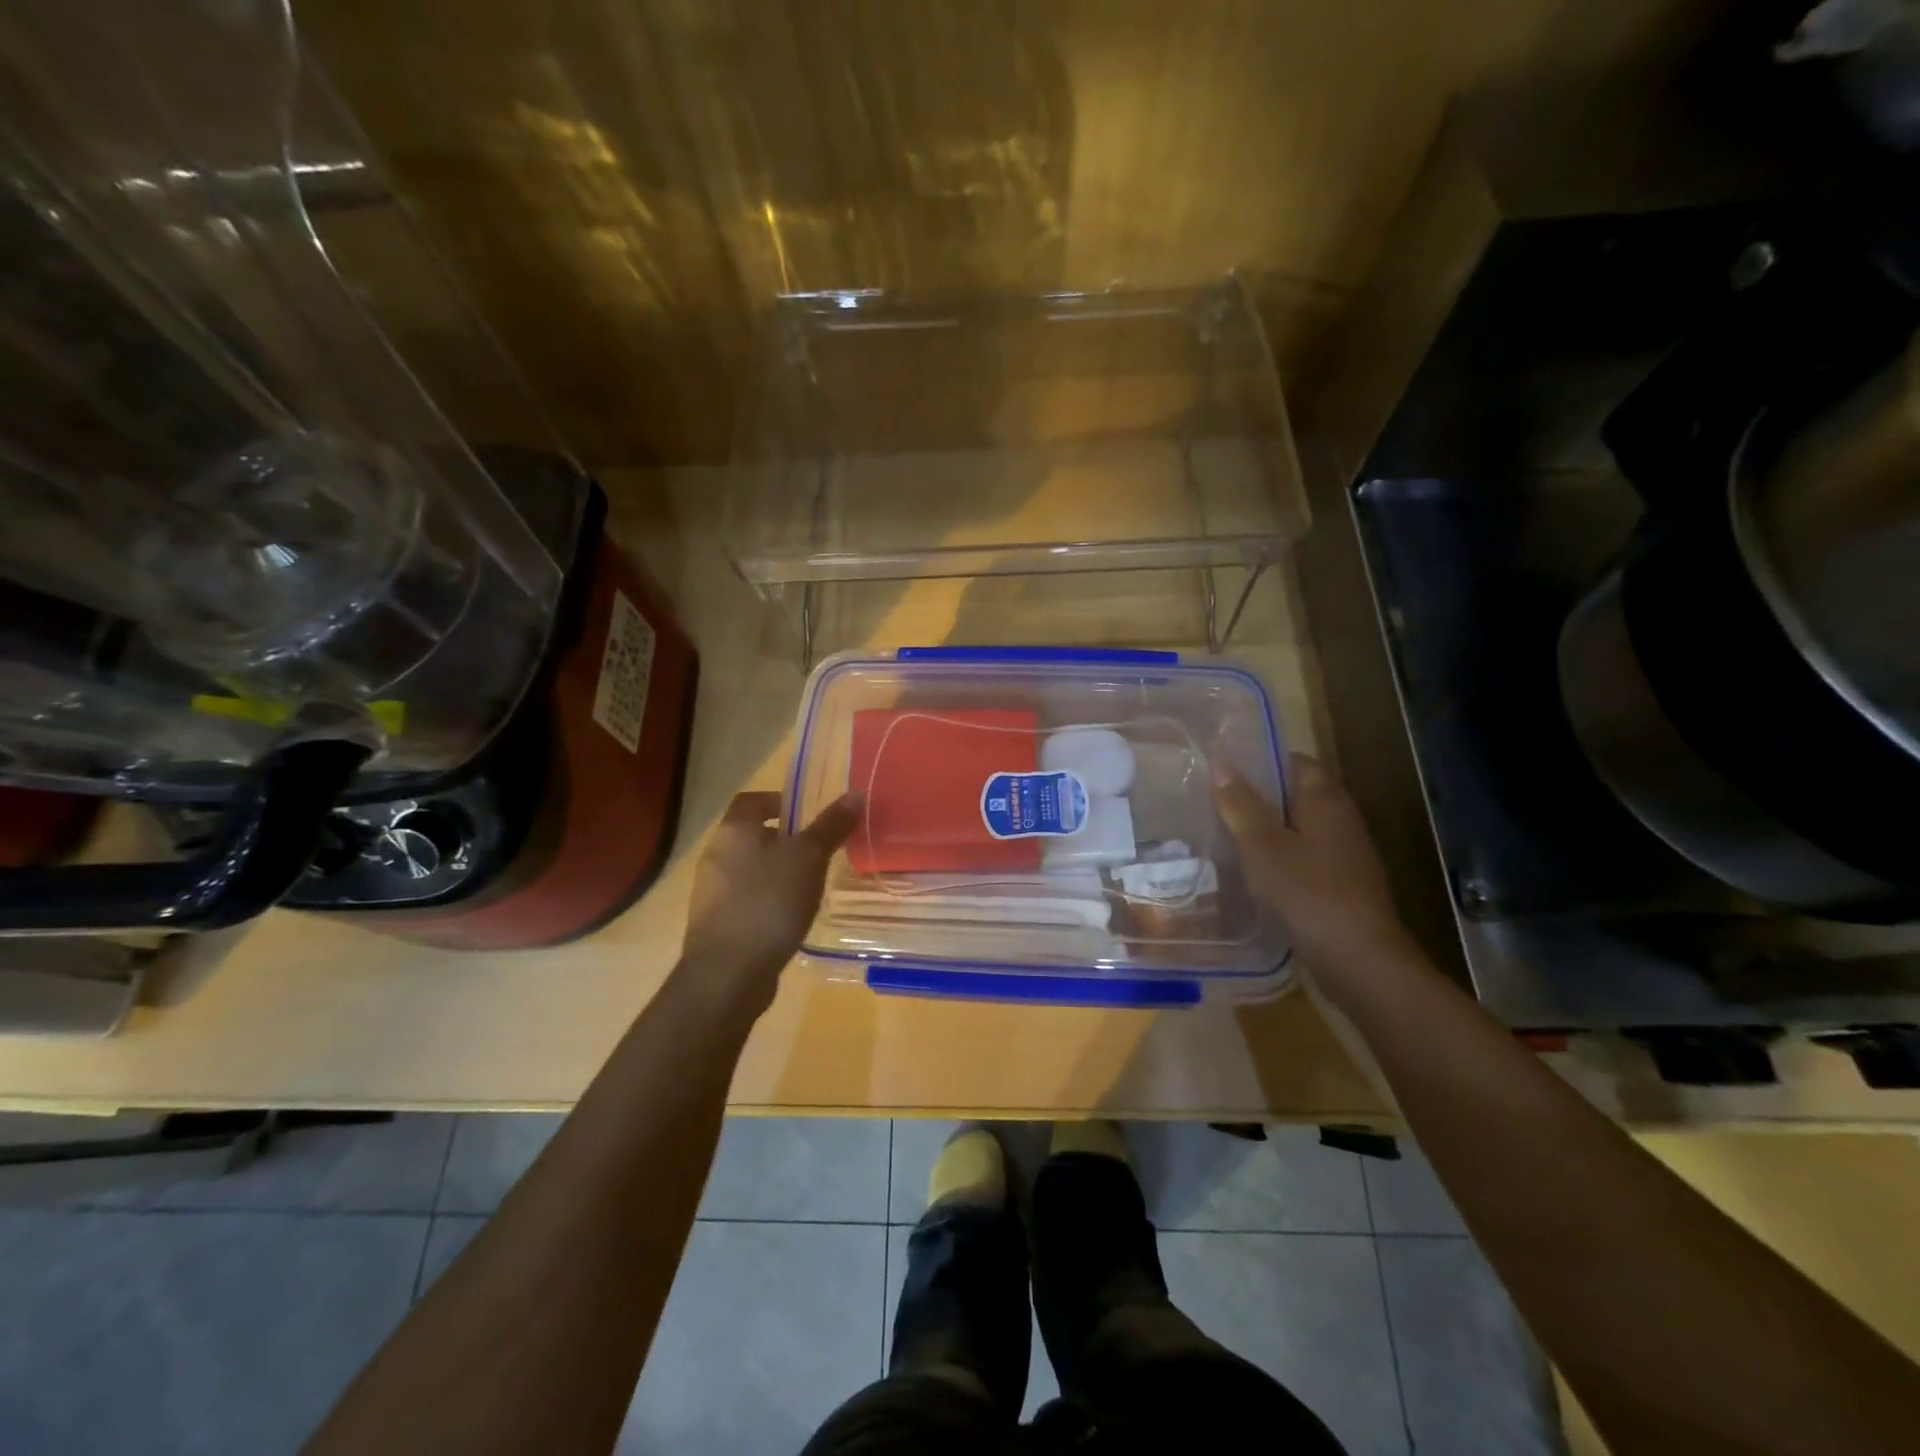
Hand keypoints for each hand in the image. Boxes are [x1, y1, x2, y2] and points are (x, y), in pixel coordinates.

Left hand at [680, 790, 860, 1014]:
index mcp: (733, 831)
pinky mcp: (716, 925)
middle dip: (784, 840)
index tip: (807, 814)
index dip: (779, 800)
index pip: (751, 800)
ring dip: (777, 873)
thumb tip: (855, 794)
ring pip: (749, 870)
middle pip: (751, 836)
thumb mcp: (809, 857)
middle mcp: (715, 856)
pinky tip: (790, 918)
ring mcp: (711, 893)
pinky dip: (768, 901)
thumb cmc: (769, 901)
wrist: (728, 973)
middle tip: (818, 851)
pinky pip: (746, 901)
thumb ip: (831, 826)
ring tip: (810, 886)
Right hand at [1213, 755, 1419, 1001]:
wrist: (1358, 958)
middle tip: (1214, 800)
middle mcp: (1341, 819)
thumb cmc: (1305, 891)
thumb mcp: (1260, 844)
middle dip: (1258, 796)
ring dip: (1266, 830)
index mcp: (1325, 799)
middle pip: (1295, 794)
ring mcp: (1345, 854)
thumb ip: (1239, 803)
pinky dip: (1279, 858)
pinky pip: (1304, 857)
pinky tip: (1251, 872)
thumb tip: (1221, 761)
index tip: (1223, 767)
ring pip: (1298, 828)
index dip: (1260, 760)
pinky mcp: (1342, 884)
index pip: (1293, 761)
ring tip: (1224, 834)